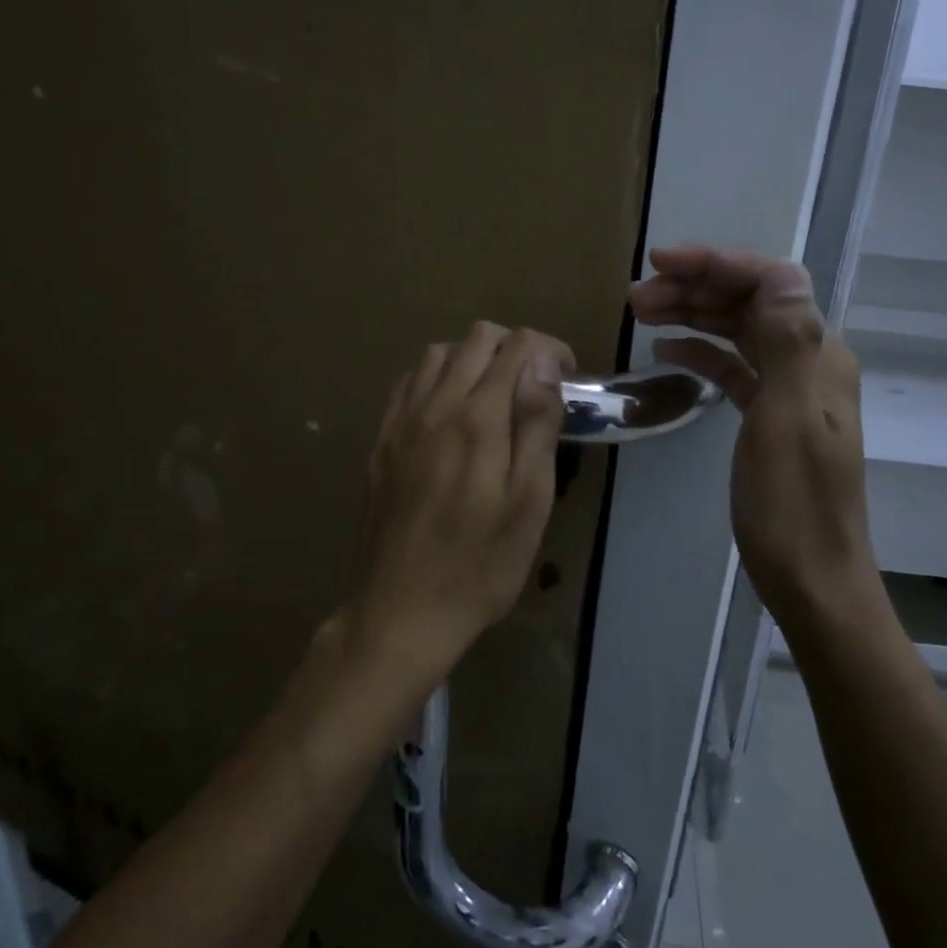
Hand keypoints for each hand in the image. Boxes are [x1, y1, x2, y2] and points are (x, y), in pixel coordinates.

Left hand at [350, 321, 573, 673]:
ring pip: (436, 353)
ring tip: (493, 395)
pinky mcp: (381, 442)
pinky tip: (448, 411)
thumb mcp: (529, 501)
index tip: (565, 378)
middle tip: (534, 387)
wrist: (402, 610)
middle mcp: (434, 405)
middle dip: (514, 346)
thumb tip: (542, 363)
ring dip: (472, 358)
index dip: (548, 349)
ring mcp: (401, 421)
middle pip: (475, 337)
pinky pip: (406, 382)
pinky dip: (434, 377)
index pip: (516, 346)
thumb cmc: (481, 563)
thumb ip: (536, 424)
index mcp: (478, 418)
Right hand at [629, 246, 869, 612]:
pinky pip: (734, 368)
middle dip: (696, 288)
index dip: (718, 264)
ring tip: (641, 313)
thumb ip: (786, 343)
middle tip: (636, 296)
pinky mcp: (769, 415)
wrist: (811, 577)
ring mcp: (789, 389)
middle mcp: (808, 361)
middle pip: (751, 302)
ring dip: (693, 315)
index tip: (662, 264)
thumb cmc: (792, 504)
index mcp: (817, 355)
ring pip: (739, 332)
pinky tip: (668, 350)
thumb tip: (780, 272)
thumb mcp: (785, 420)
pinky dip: (702, 353)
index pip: (772, 282)